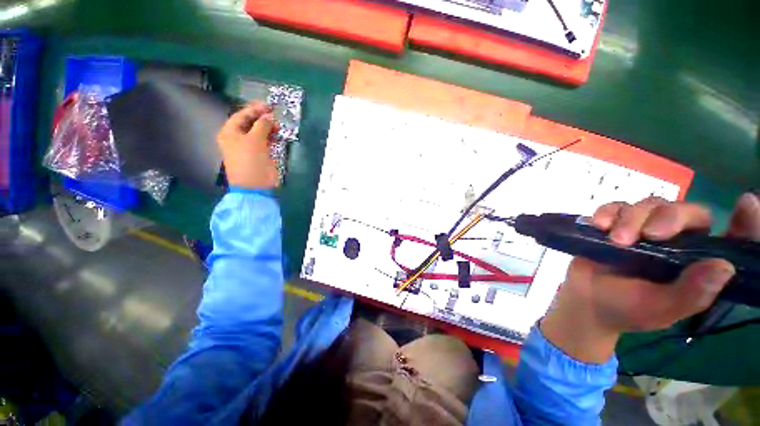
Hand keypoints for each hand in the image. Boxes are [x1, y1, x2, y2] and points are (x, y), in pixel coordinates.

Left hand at [217, 102, 278, 188]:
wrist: (255, 185)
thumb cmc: (250, 161)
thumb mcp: (255, 140)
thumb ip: (262, 125)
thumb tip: (268, 115)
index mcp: (230, 133)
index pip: (241, 115)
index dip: (254, 109)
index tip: (269, 105)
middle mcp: (238, 138)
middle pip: (250, 123)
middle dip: (262, 118)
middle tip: (275, 116)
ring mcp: (249, 147)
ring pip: (259, 132)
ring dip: (268, 128)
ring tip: (278, 126)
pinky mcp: (259, 155)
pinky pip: (265, 142)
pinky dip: (271, 137)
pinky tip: (278, 135)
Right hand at [540, 193, 759, 362]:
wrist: (584, 300)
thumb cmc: (626, 309)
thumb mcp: (660, 309)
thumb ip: (691, 294)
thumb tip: (724, 266)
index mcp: (697, 262)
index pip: (730, 239)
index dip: (745, 223)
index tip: (746, 205)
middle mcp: (677, 241)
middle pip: (685, 211)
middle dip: (668, 217)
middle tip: (649, 235)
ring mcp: (643, 229)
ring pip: (650, 204)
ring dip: (632, 218)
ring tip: (615, 240)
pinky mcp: (615, 224)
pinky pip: (616, 206)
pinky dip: (608, 212)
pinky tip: (599, 225)